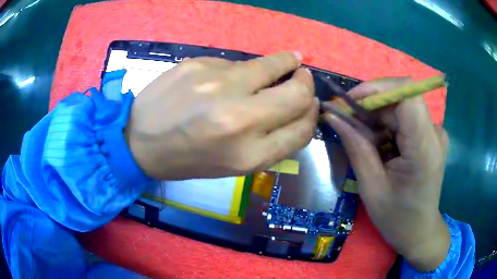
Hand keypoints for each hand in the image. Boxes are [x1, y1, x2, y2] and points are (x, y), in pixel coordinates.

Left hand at [125, 52, 317, 179]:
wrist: (138, 140)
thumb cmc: (187, 160)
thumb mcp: (234, 165)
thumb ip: (272, 141)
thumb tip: (299, 108)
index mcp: (247, 156)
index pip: (301, 129)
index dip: (312, 115)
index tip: (312, 103)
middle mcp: (237, 119)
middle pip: (298, 94)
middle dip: (306, 83)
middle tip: (303, 76)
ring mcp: (216, 85)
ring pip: (271, 66)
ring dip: (285, 63)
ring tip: (289, 62)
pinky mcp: (198, 64)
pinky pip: (236, 63)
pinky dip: (244, 70)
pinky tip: (231, 77)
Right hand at [323, 78, 450, 270]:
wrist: (420, 232)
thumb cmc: (397, 218)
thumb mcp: (372, 187)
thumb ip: (356, 146)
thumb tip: (334, 115)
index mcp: (424, 148)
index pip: (406, 94)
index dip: (376, 88)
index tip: (350, 101)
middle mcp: (434, 133)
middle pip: (401, 97)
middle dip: (372, 104)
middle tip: (348, 121)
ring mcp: (435, 133)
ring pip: (402, 105)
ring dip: (378, 115)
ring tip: (363, 138)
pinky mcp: (431, 136)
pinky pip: (406, 117)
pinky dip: (388, 124)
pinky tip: (380, 144)